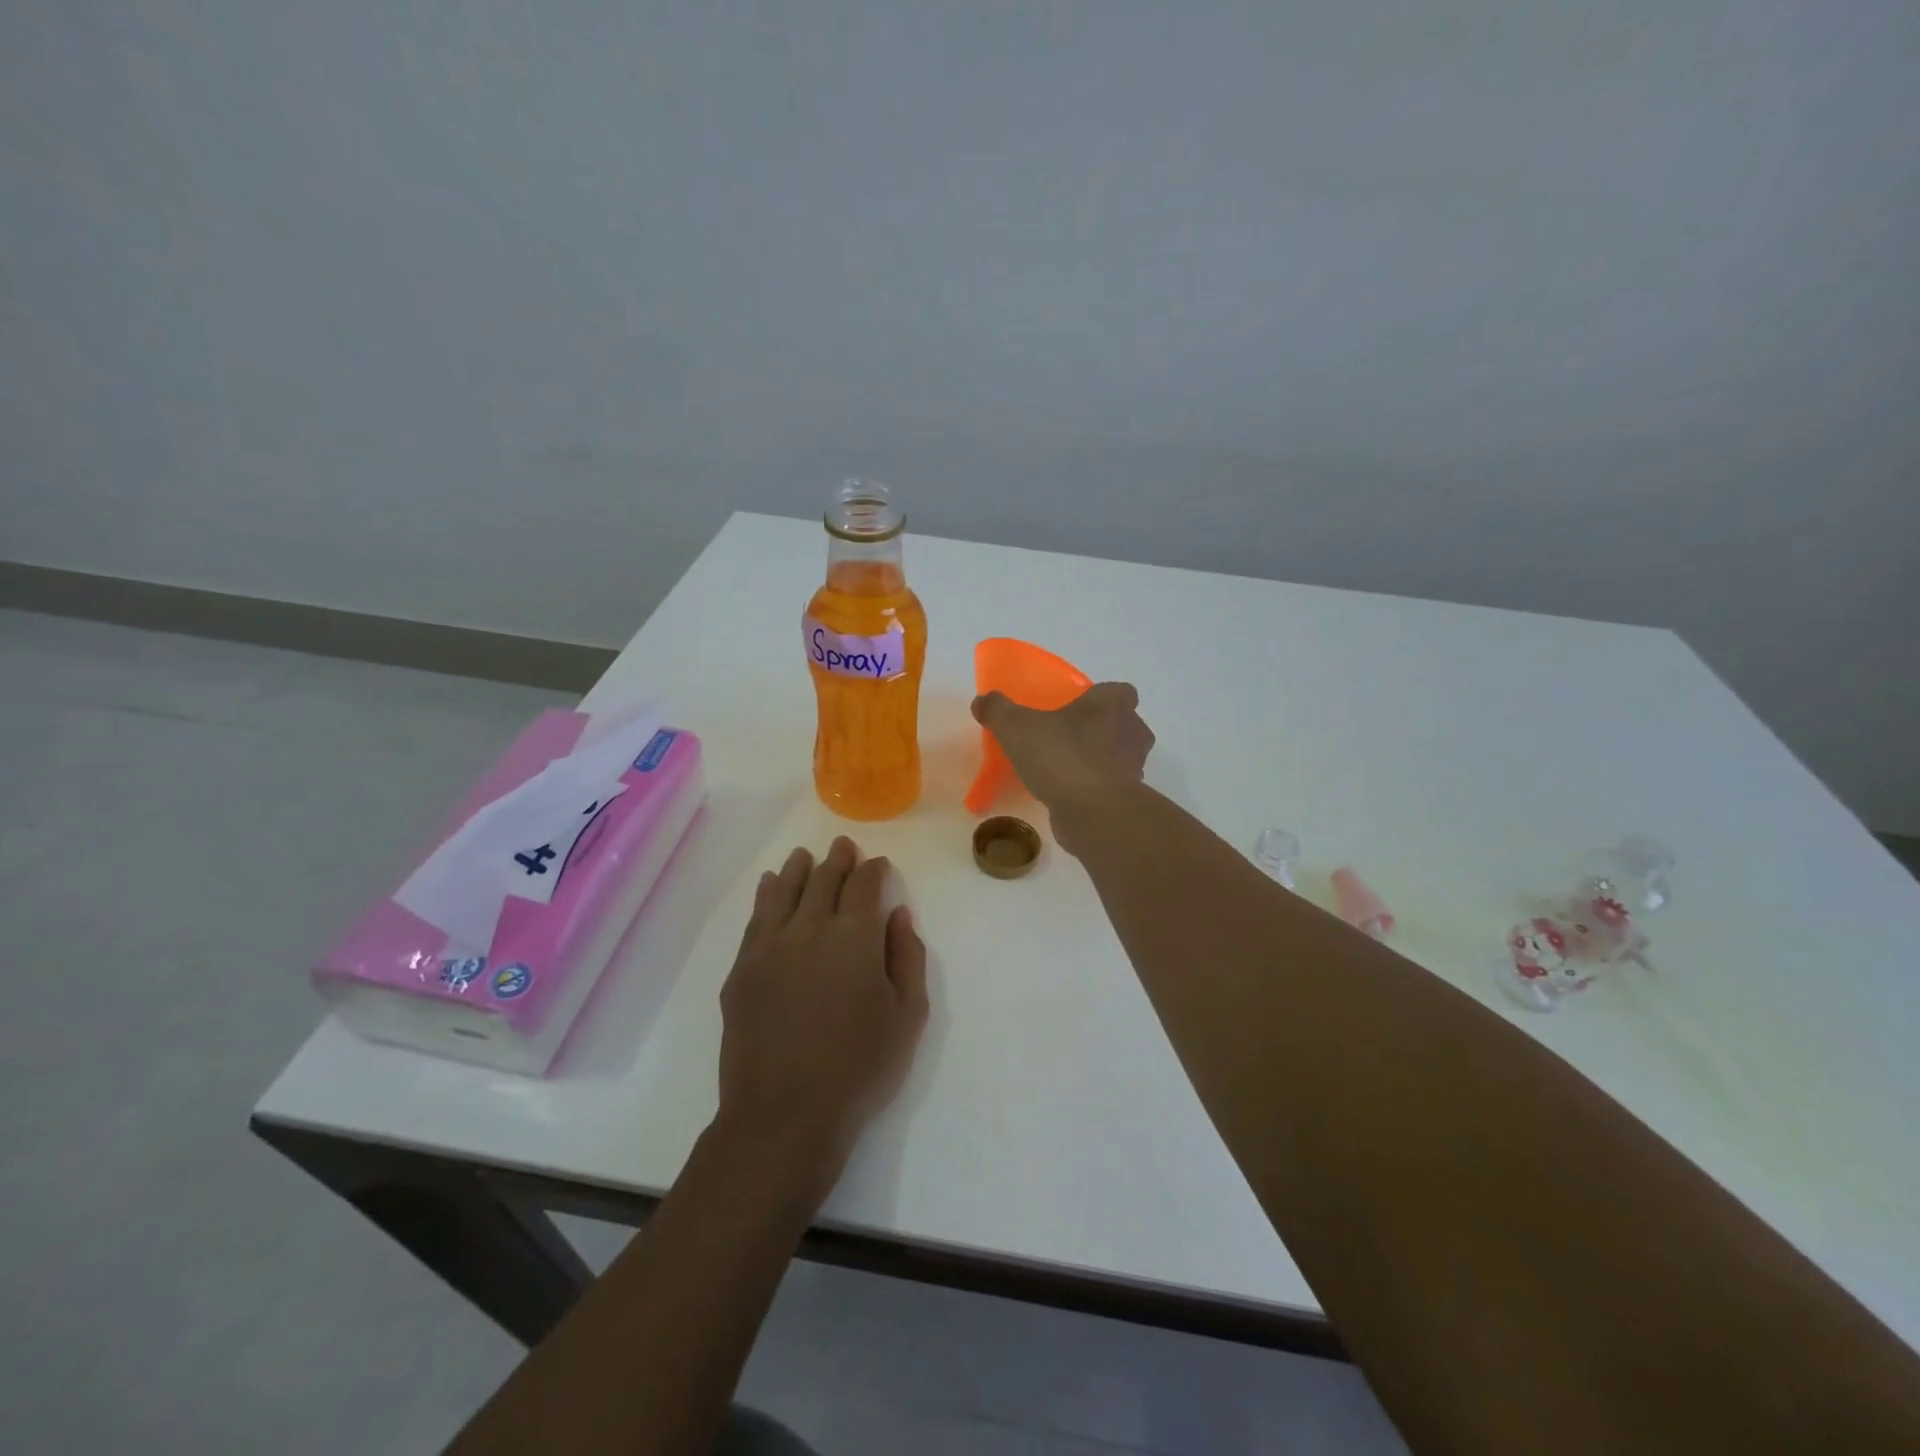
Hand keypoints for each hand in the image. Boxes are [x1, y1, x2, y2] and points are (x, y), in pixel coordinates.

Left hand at [716, 837, 928, 1200]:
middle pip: (824, 880)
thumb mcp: (906, 1016)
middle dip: (838, 860)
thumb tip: (898, 915)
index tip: (879, 865)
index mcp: (855, 937)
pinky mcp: (742, 969)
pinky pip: (756, 918)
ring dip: (798, 868)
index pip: (864, 886)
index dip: (874, 870)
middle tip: (844, 847)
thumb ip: (907, 957)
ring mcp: (770, 946)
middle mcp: (810, 928)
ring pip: (785, 891)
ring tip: (805, 856)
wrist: (783, 1115)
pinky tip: (771, 886)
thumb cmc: (858, 1068)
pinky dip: (767, 895)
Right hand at [971, 682, 1154, 833]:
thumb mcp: (1016, 727)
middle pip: (1123, 724)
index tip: (1077, 707)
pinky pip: (1111, 786)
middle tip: (1067, 736)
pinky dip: (1095, 788)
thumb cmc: (1061, 756)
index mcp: (1113, 705)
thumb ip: (998, 710)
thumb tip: (982, 701)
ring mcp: (1135, 767)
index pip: (1119, 691)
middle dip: (1100, 729)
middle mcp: (1132, 731)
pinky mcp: (1128, 799)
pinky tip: (1068, 794)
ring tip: (1065, 767)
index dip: (1101, 697)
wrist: (1092, 812)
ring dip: (1099, 759)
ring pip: (1120, 756)